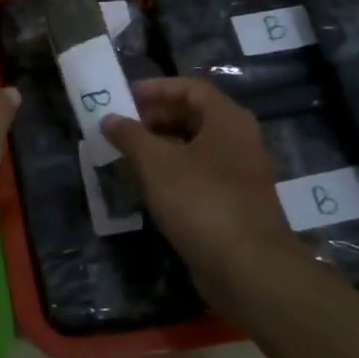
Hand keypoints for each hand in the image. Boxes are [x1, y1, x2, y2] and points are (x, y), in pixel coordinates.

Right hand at [101, 77, 305, 307]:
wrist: (249, 269)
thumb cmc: (201, 202)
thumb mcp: (156, 164)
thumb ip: (130, 136)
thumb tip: (109, 118)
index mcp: (227, 120)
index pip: (191, 88)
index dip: (156, 88)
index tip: (125, 97)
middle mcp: (240, 140)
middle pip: (195, 116)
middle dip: (156, 118)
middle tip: (124, 127)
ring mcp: (241, 173)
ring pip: (197, 147)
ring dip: (163, 146)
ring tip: (130, 156)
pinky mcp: (237, 203)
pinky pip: (202, 174)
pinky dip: (175, 172)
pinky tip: (150, 187)